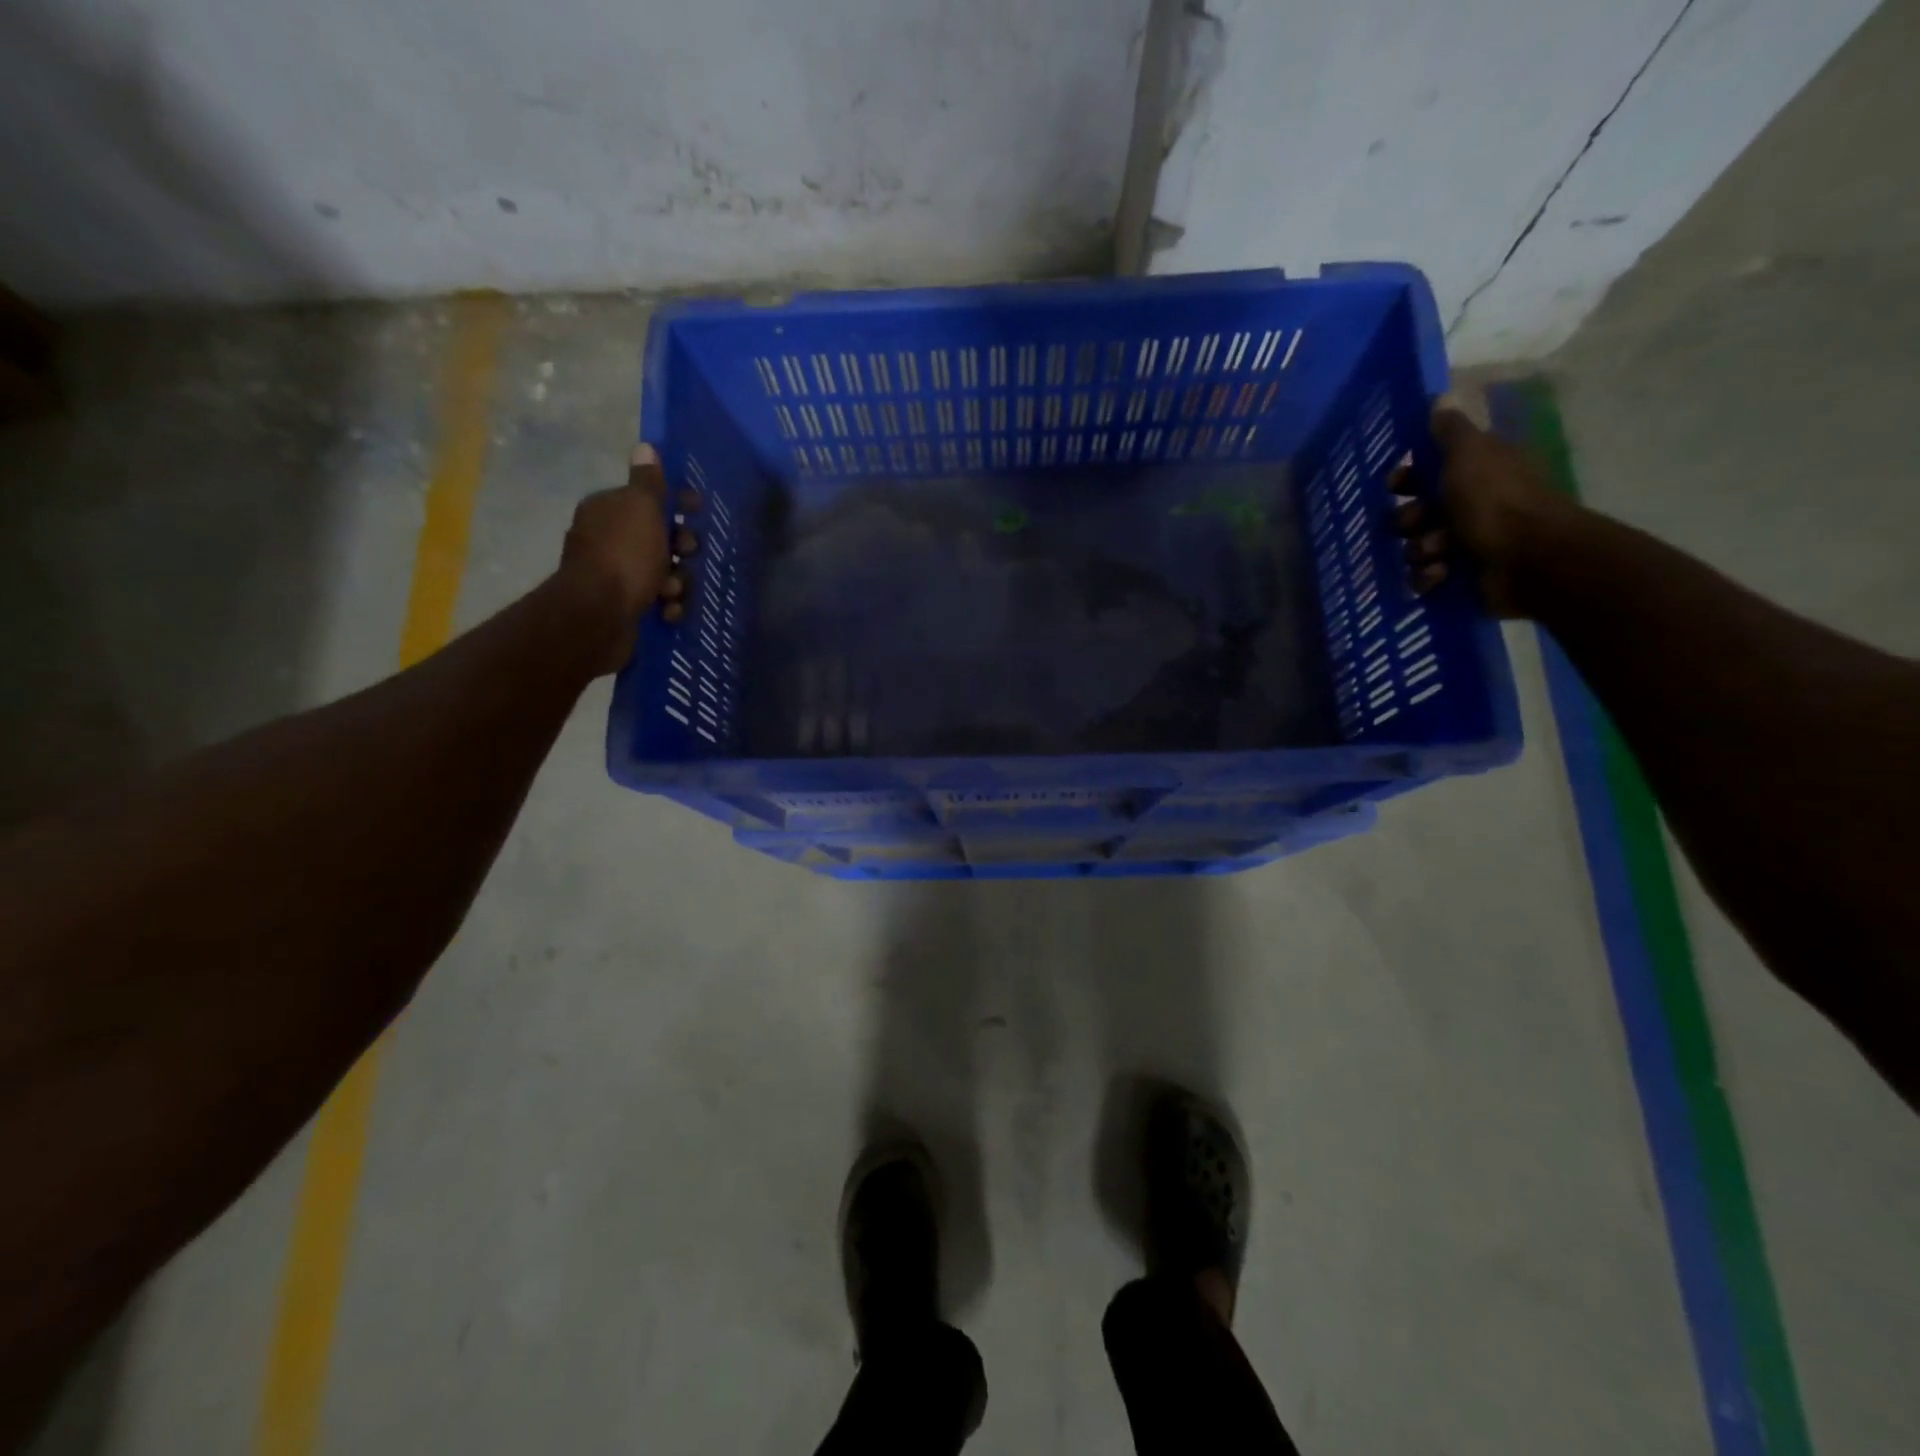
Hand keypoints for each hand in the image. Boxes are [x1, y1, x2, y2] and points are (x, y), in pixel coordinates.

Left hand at [559, 443, 694, 673]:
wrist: (599, 616)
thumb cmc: (625, 556)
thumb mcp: (642, 508)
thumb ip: (648, 481)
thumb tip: (646, 446)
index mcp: (609, 510)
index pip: (649, 498)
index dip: (677, 503)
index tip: (698, 510)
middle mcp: (609, 539)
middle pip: (661, 538)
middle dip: (681, 549)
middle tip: (685, 555)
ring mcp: (616, 575)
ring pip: (665, 573)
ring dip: (678, 582)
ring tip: (671, 592)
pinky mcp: (625, 607)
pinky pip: (658, 602)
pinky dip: (667, 606)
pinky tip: (667, 611)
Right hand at [1390, 399, 1577, 618]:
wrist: (1528, 558)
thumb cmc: (1495, 501)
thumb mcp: (1469, 454)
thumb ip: (1449, 430)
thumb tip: (1439, 399)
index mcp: (1474, 473)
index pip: (1427, 472)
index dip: (1406, 479)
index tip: (1395, 486)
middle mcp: (1469, 506)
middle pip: (1414, 513)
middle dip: (1408, 520)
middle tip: (1417, 523)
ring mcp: (1465, 544)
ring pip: (1415, 547)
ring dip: (1420, 550)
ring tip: (1439, 553)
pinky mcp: (1460, 578)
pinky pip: (1423, 577)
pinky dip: (1428, 577)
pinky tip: (1441, 574)